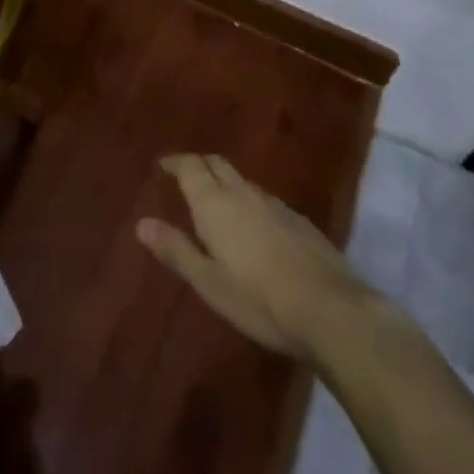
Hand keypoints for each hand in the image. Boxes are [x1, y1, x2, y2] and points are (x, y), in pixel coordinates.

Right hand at [137, 153, 374, 359]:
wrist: (331, 310)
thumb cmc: (259, 299)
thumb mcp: (209, 282)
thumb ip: (176, 250)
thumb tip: (142, 223)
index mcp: (215, 203)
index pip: (191, 167)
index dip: (175, 162)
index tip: (162, 165)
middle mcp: (243, 193)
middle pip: (217, 165)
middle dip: (199, 165)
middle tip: (186, 176)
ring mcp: (275, 205)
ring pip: (242, 182)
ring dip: (225, 184)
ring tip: (217, 203)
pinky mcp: (299, 221)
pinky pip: (264, 200)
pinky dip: (249, 203)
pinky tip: (254, 228)